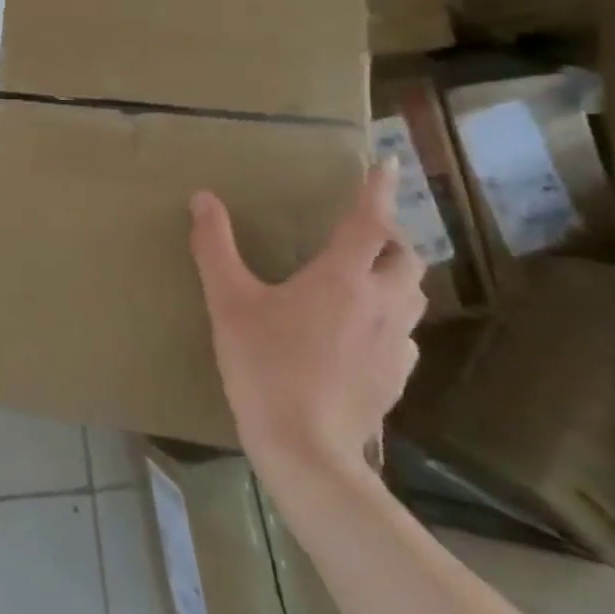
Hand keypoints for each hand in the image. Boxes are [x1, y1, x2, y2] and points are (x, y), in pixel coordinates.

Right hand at [188, 161, 422, 484]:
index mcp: (342, 278)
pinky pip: (404, 334)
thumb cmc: (264, 364)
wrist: (306, 449)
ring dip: (395, 276)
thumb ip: (215, 245)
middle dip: (390, 238)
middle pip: (405, 258)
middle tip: (362, 233)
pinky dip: (390, 318)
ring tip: (366, 275)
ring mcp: (394, 344)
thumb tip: (202, 199)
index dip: (379, 190)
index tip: (390, 164)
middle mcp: (379, 304)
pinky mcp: (396, 378)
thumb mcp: (228, 300)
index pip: (369, 221)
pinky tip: (362, 331)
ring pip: (412, 296)